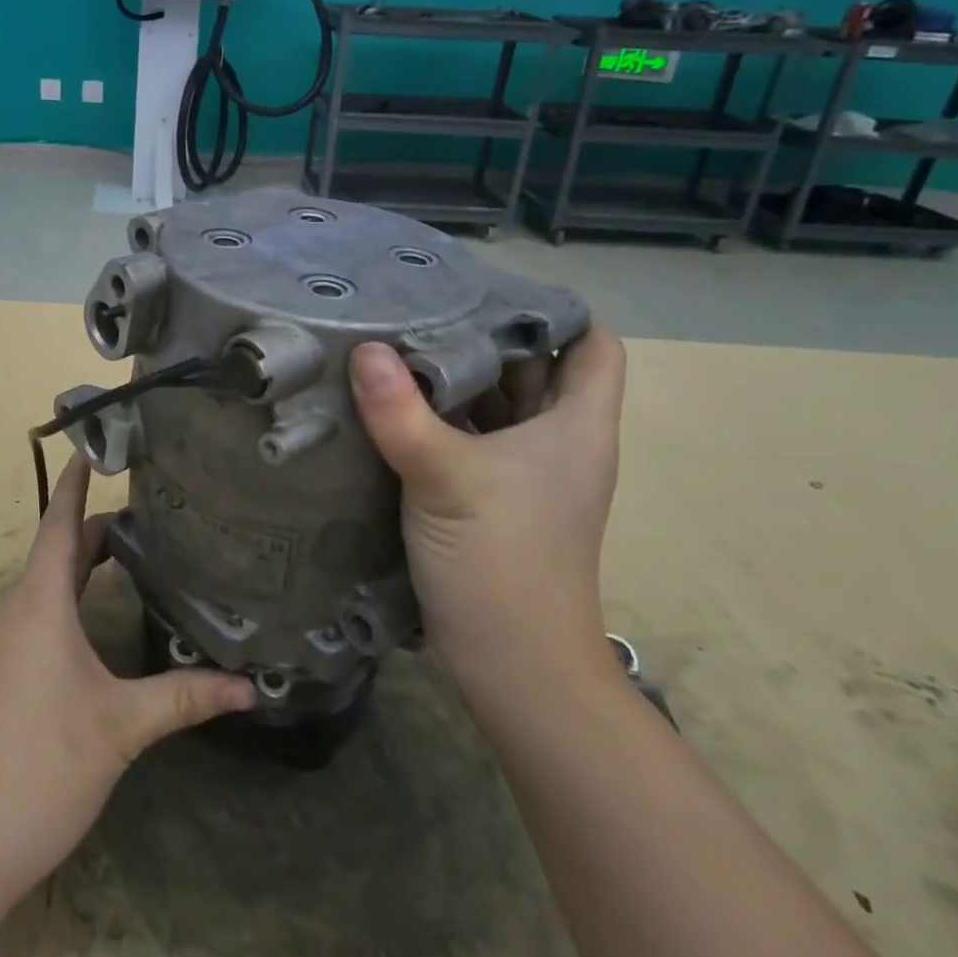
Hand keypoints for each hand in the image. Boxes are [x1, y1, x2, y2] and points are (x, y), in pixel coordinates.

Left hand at [0, 454, 255, 904]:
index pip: (59, 523)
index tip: (91, 446)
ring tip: (124, 566)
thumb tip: (251, 688)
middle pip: (54, 554)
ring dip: (76, 571)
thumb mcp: (121, 728)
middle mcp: (8, 611)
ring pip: (39, 589)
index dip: (75, 483)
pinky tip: (84, 633)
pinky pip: (25, 619)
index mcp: (38, 602)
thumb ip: (184, 698)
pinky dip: (58, 605)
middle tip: (145, 521)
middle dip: (95, 533)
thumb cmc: (40, 767)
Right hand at [348, 326, 627, 686]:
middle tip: (423, 304)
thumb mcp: (446, 478)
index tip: (491, 289)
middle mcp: (555, 441)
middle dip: (485, 335)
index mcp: (574, 426)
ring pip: (496, 403)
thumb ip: (402, 413)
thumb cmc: (503, 563)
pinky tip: (391, 400)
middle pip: (534, 367)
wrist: (514, 666)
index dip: (556, 313)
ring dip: (455, 376)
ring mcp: (521, 472)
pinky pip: (466, 436)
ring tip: (399, 341)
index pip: (592, 345)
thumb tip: (364, 350)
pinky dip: (437, 415)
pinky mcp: (487, 496)